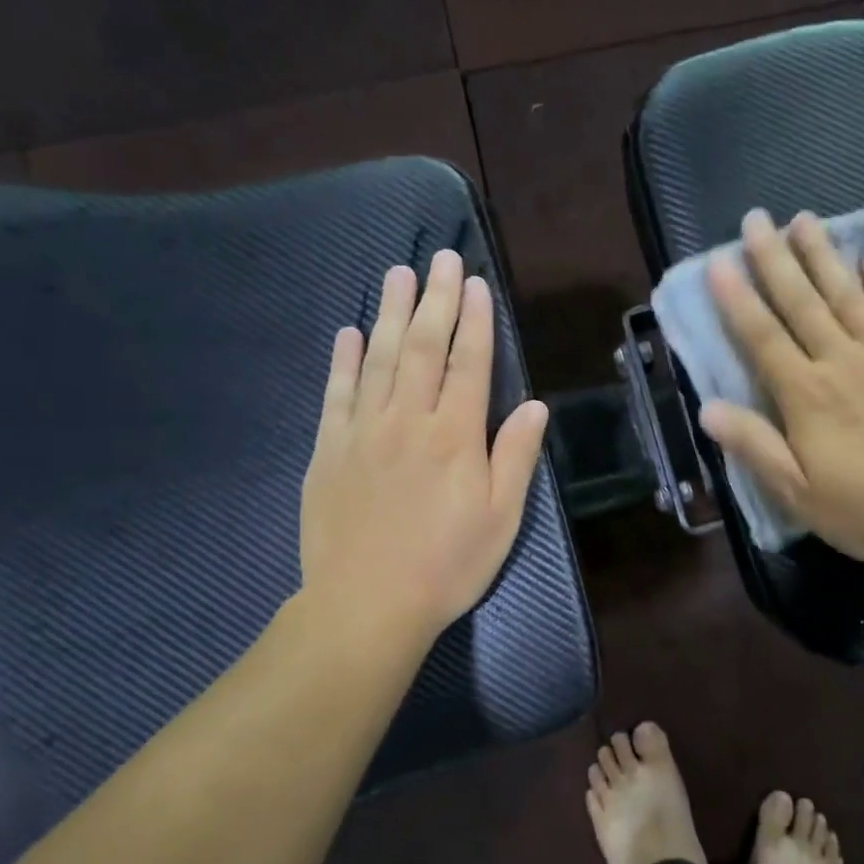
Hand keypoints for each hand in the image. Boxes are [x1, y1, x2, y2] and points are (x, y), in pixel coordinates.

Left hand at [300, 249, 549, 649]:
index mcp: (455, 436)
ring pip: (378, 359)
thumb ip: (516, 456)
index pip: (468, 363)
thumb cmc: (447, 564)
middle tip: (439, 258)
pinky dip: (343, 360)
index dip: (475, 321)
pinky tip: (348, 333)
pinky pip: (336, 394)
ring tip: (396, 274)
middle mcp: (408, 421)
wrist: (365, 606)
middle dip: (434, 299)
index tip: (475, 283)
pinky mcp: (329, 451)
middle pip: (422, 347)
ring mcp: (363, 432)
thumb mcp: (502, 518)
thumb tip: (534, 404)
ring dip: (388, 313)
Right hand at [701, 209, 863, 570]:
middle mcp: (842, 362)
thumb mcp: (797, 492)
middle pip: (802, 303)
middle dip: (776, 260)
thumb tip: (707, 408)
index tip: (719, 262)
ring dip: (824, 257)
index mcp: (806, 395)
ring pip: (847, 296)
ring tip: (805, 220)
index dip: (738, 300)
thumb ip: (753, 446)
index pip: (763, 337)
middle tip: (757, 219)